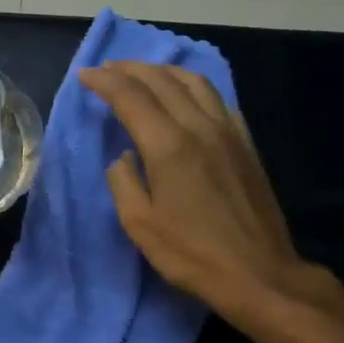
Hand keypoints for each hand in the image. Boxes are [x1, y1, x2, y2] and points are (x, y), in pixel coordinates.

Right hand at [81, 61, 340, 327]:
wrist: (259, 273)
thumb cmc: (192, 254)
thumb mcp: (140, 224)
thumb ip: (123, 182)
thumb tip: (124, 158)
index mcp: (168, 145)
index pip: (131, 97)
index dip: (104, 81)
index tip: (85, 75)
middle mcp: (199, 127)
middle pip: (162, 81)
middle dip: (130, 69)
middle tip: (107, 69)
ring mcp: (228, 132)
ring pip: (194, 82)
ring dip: (163, 71)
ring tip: (143, 73)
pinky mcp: (246, 143)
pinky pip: (217, 99)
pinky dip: (193, 86)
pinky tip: (186, 94)